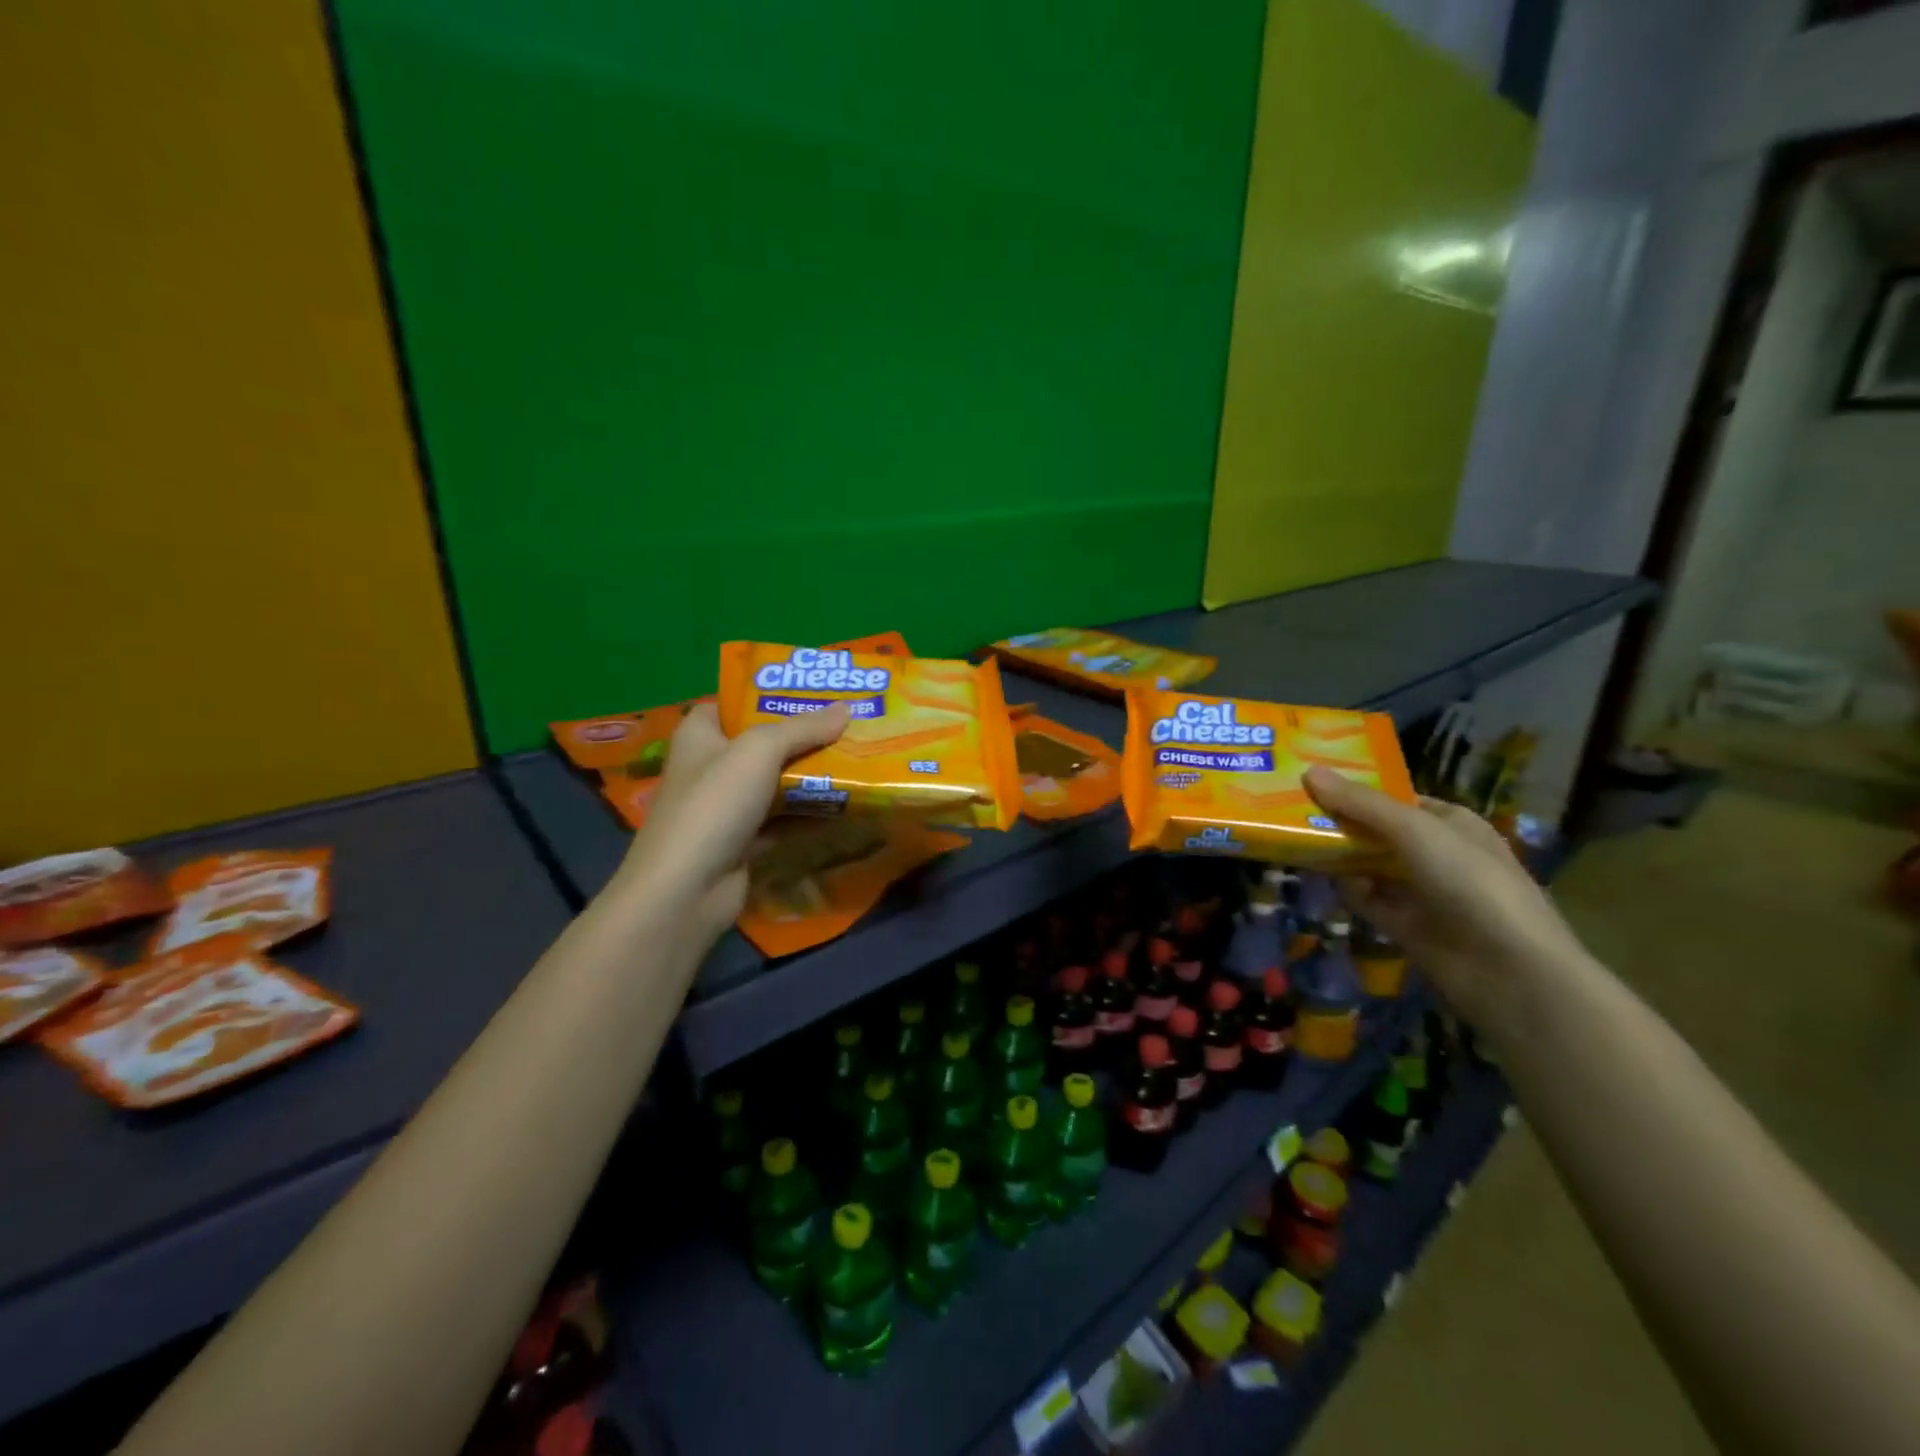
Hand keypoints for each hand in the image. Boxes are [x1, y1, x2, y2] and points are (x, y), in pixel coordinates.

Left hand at [611, 702, 849, 940]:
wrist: (687, 889)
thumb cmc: (715, 804)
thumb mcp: (760, 750)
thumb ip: (804, 728)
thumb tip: (847, 709)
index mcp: (700, 734)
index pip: (734, 704)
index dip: (770, 696)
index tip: (814, 693)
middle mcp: (711, 767)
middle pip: (763, 744)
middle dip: (804, 736)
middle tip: (849, 725)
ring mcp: (727, 807)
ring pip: (776, 783)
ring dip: (811, 776)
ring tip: (857, 758)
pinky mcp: (743, 842)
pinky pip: (783, 819)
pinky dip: (808, 814)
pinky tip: (845, 805)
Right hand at [1303, 766, 1589, 1033]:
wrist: (1509, 971)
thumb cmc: (1470, 882)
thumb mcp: (1415, 830)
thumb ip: (1361, 803)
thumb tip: (1308, 771)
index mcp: (1450, 823)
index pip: (1394, 798)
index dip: (1356, 789)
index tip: (1311, 781)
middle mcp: (1436, 853)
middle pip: (1376, 830)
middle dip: (1340, 821)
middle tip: (1289, 810)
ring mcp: (1421, 891)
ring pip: (1368, 864)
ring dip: (1339, 856)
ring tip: (1296, 841)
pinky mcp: (1406, 925)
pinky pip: (1368, 899)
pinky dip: (1350, 890)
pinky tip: (1330, 881)